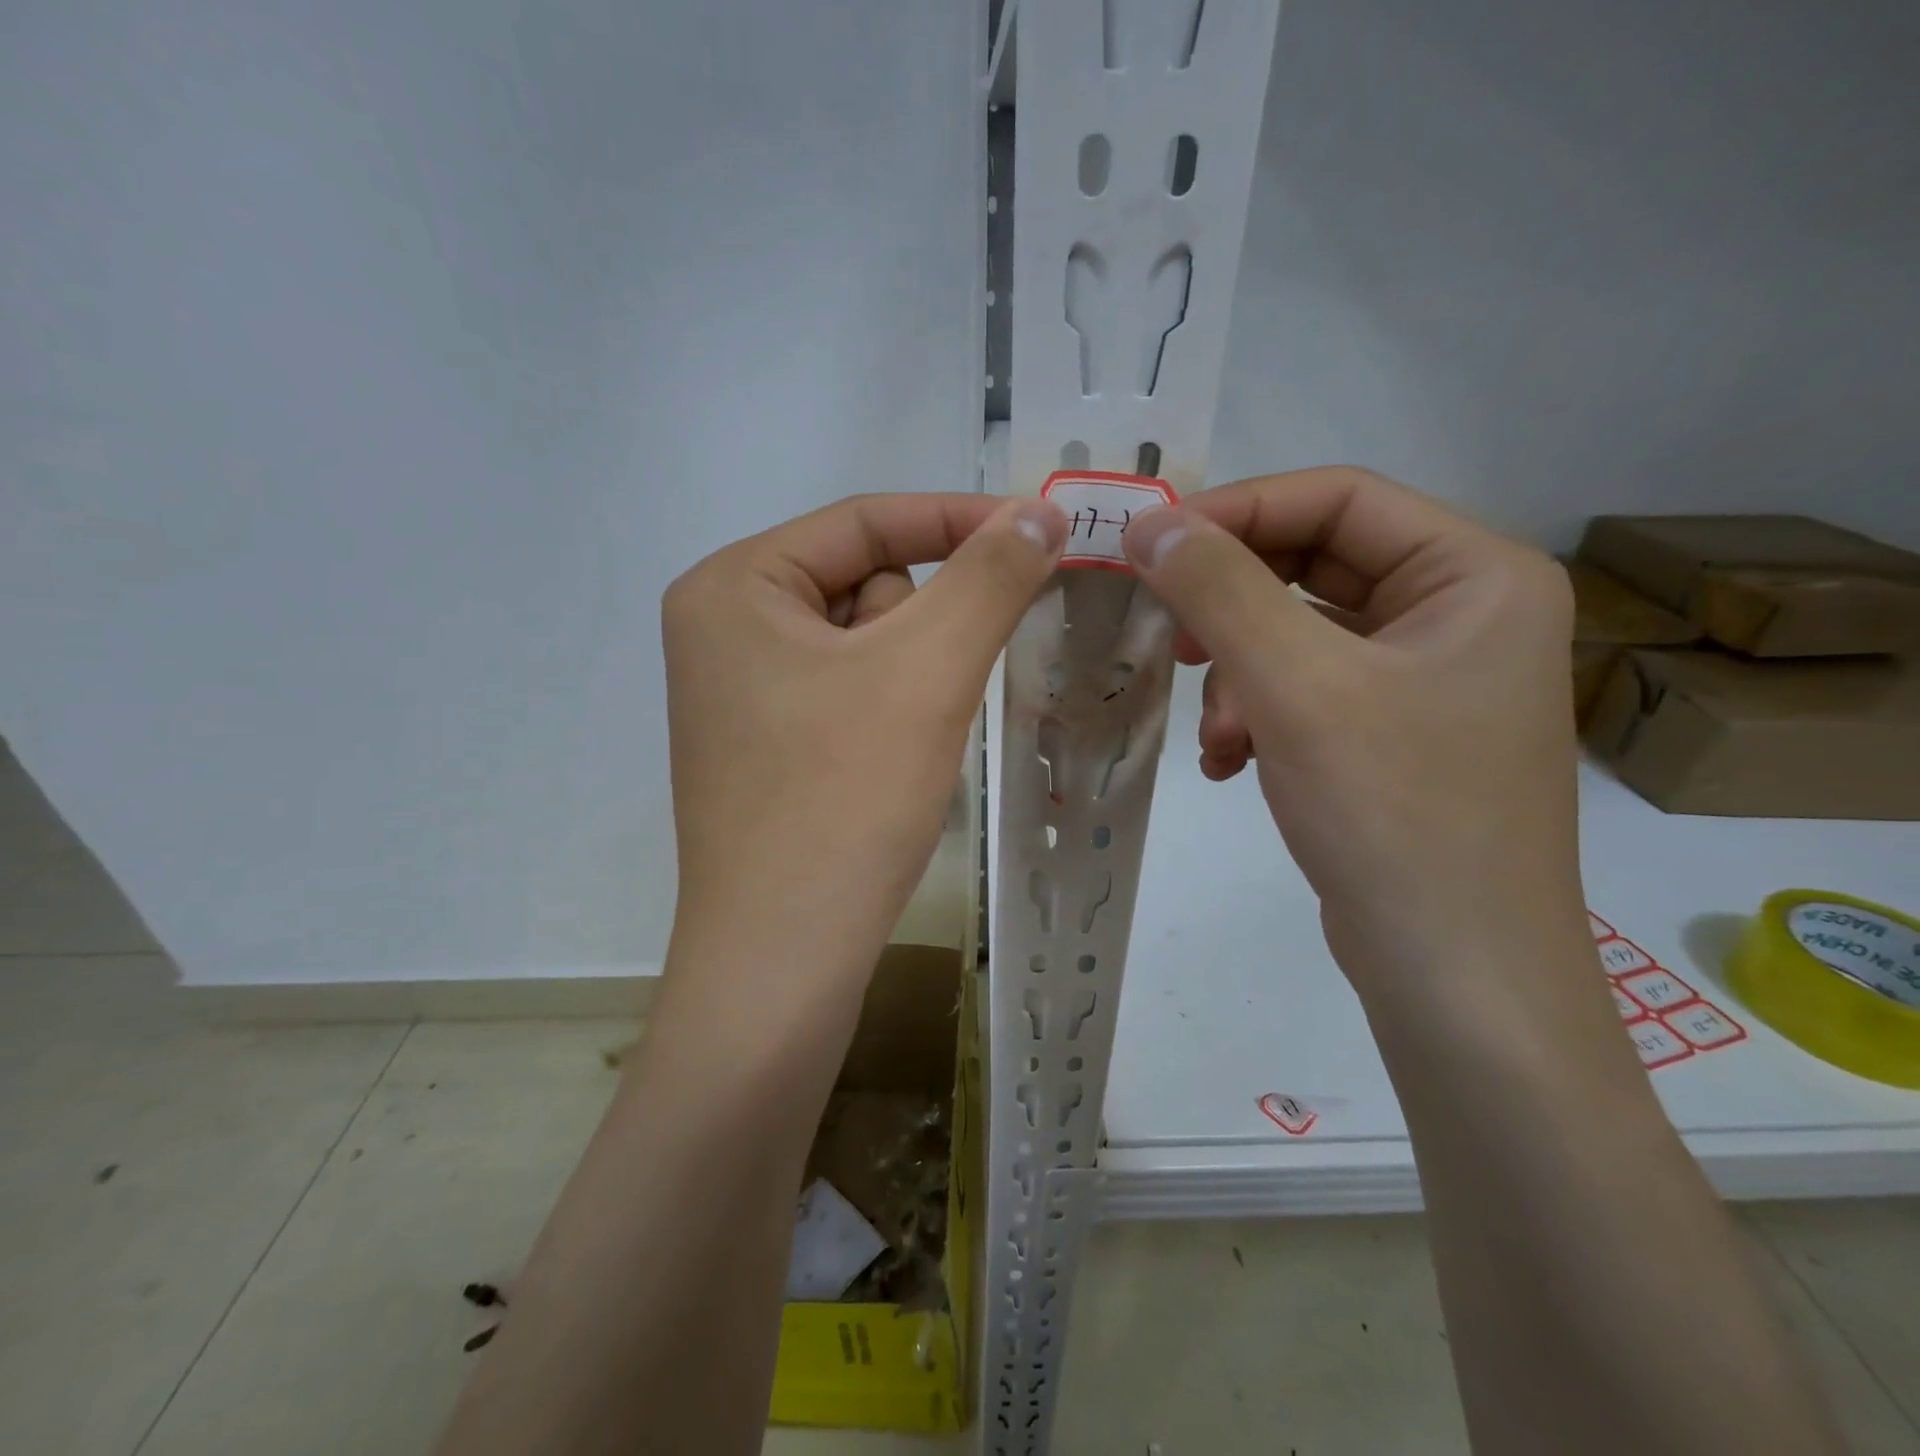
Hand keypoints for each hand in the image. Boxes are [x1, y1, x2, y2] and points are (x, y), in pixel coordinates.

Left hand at [662, 493, 1065, 989]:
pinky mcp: (766, 746)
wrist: (785, 959)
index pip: (865, 521)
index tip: (1041, 532)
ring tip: (910, 741)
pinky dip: (893, 713)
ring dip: (914, 677)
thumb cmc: (844, 799)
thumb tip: (1041, 510)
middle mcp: (722, 629)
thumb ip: (989, 577)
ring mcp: (741, 693)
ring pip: (866, 645)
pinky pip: (851, 693)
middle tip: (938, 690)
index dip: (958, 520)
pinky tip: (891, 764)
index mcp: (733, 586)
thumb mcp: (927, 671)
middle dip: (923, 629)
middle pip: (864, 586)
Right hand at [1120, 467, 1583, 1005]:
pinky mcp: (1391, 734)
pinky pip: (1304, 690)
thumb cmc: (1395, 816)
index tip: (1149, 546)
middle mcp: (1460, 614)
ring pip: (1297, 634)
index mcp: (1475, 575)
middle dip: (1231, 608)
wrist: (1456, 978)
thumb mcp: (1296, 687)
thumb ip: (1218, 590)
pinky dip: (1255, 714)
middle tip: (1170, 639)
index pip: (1338, 498)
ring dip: (1237, 675)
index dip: (1237, 511)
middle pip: (1313, 566)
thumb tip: (1147, 521)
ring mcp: (1426, 679)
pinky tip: (1229, 763)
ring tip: (1217, 734)